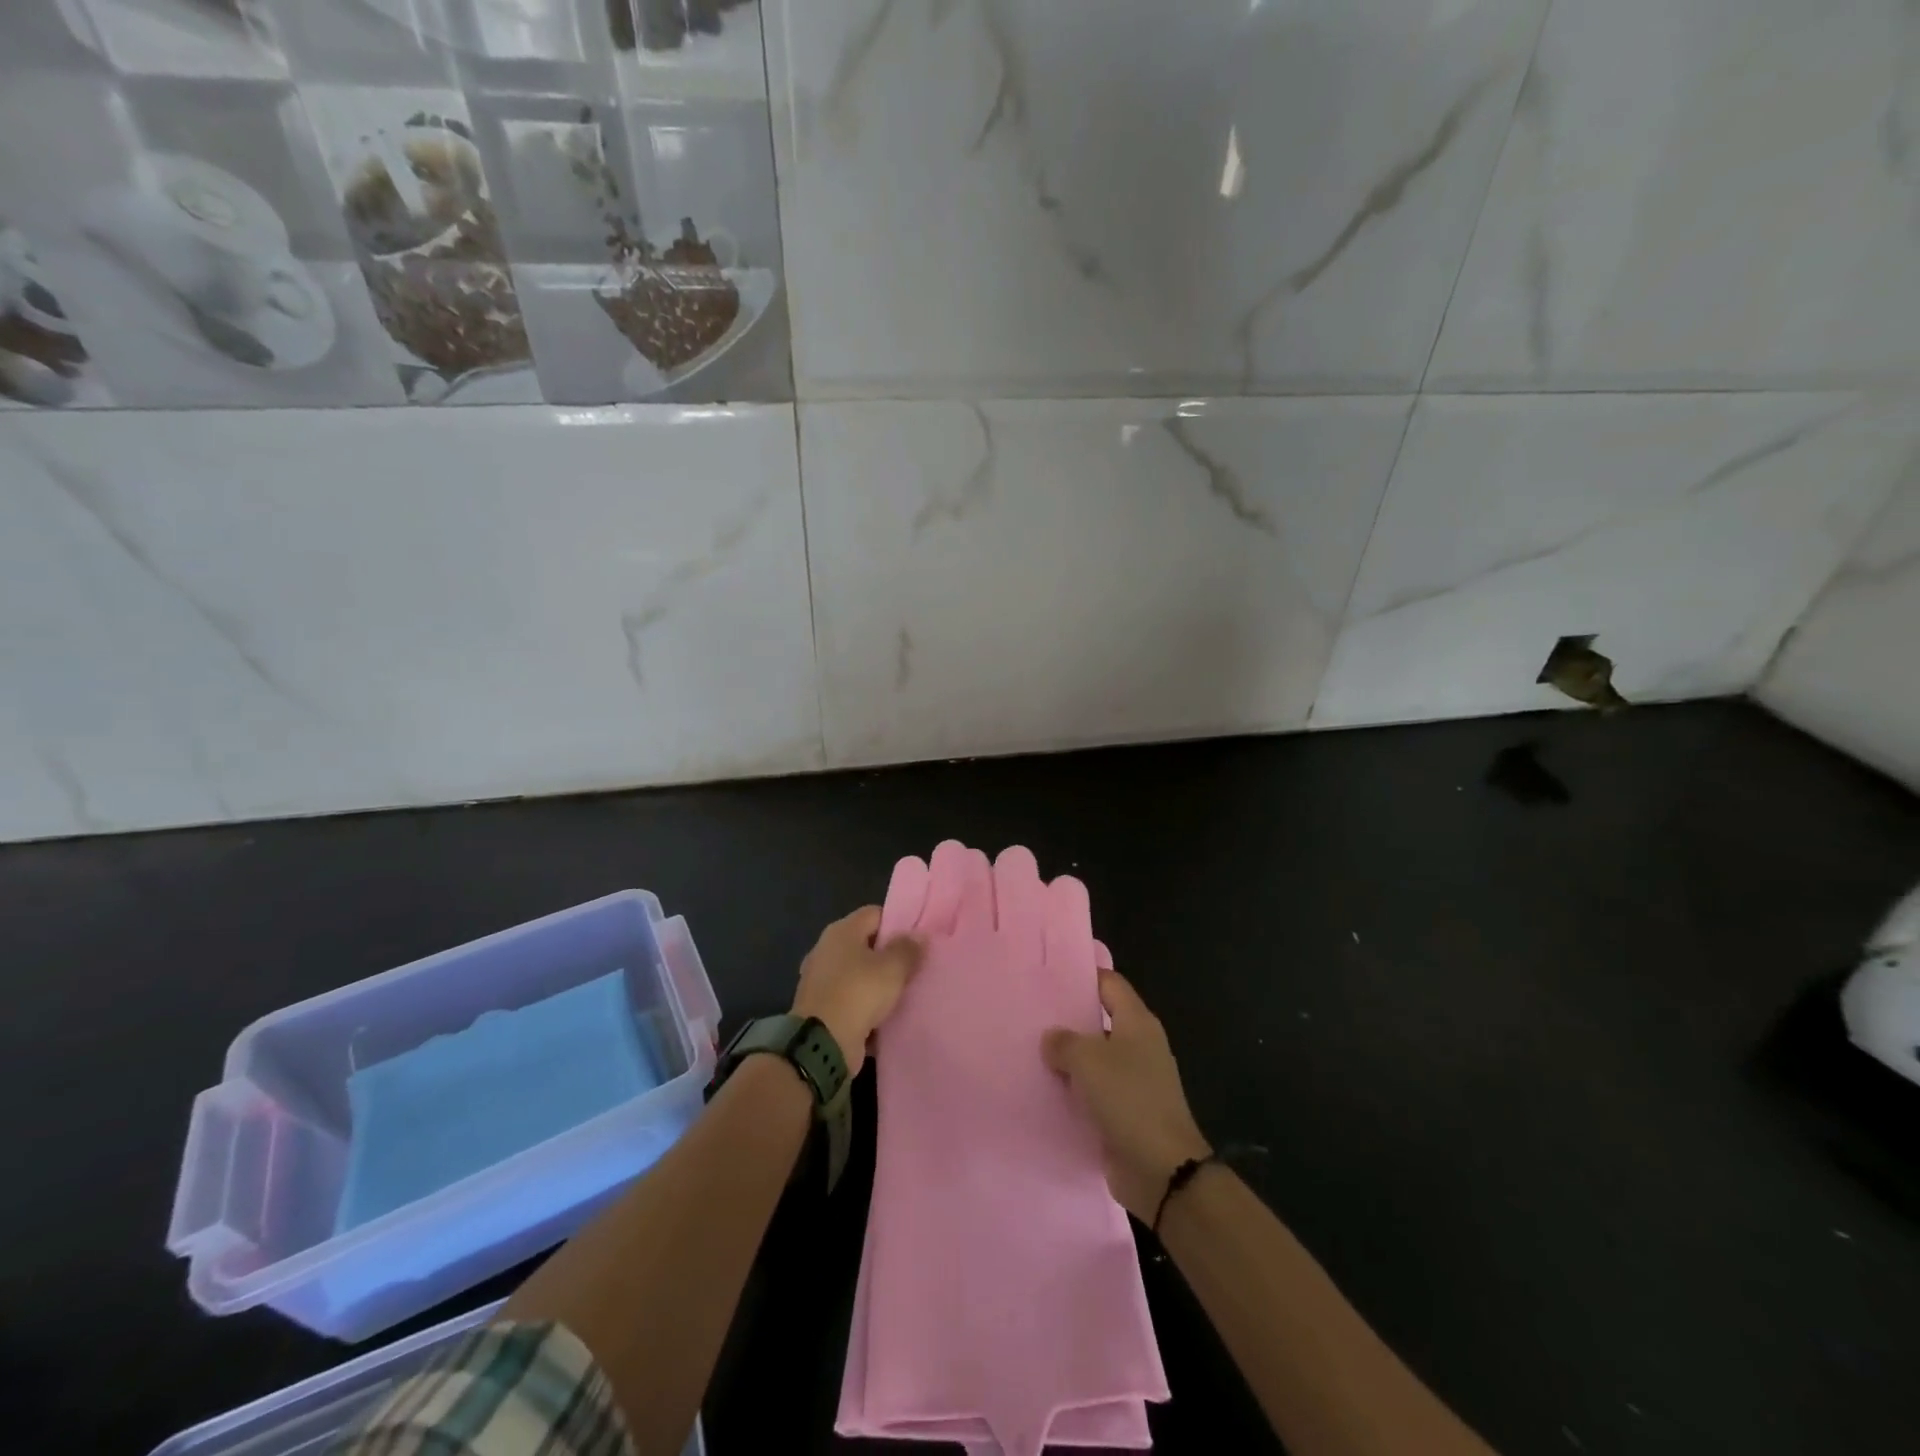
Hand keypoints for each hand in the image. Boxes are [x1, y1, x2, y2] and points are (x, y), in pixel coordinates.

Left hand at [792, 906, 921, 1078]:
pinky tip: (885, 1016)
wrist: (821, 1044)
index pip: (874, 914)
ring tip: (903, 992)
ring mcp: (820, 980)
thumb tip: (919, 935)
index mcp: (841, 931)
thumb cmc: (858, 993)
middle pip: (865, 944)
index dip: (897, 923)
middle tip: (914, 966)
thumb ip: (908, 949)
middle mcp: (826, 950)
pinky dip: (864, 1006)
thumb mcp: (892, 968)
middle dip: (888, 955)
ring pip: (857, 974)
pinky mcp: (820, 1008)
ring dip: (876, 983)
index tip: (917, 939)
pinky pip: (849, 999)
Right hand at [1041, 969, 1211, 1222]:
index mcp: (1137, 1022)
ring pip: (1094, 1058)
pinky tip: (1044, 1089)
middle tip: (1030, 1013)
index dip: (1083, 976)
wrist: (1161, 1169)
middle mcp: (1138, 1045)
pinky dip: (1073, 1090)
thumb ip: (1064, 1042)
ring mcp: (1133, 1080)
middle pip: (1099, 1020)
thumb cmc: (1128, 1099)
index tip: (1050, 975)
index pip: (1109, 983)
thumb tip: (1052, 1038)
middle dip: (1068, 1018)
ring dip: (1068, 1058)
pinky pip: (1094, 1091)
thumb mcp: (1088, 1060)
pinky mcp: (1125, 1112)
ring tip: (1029, 1050)